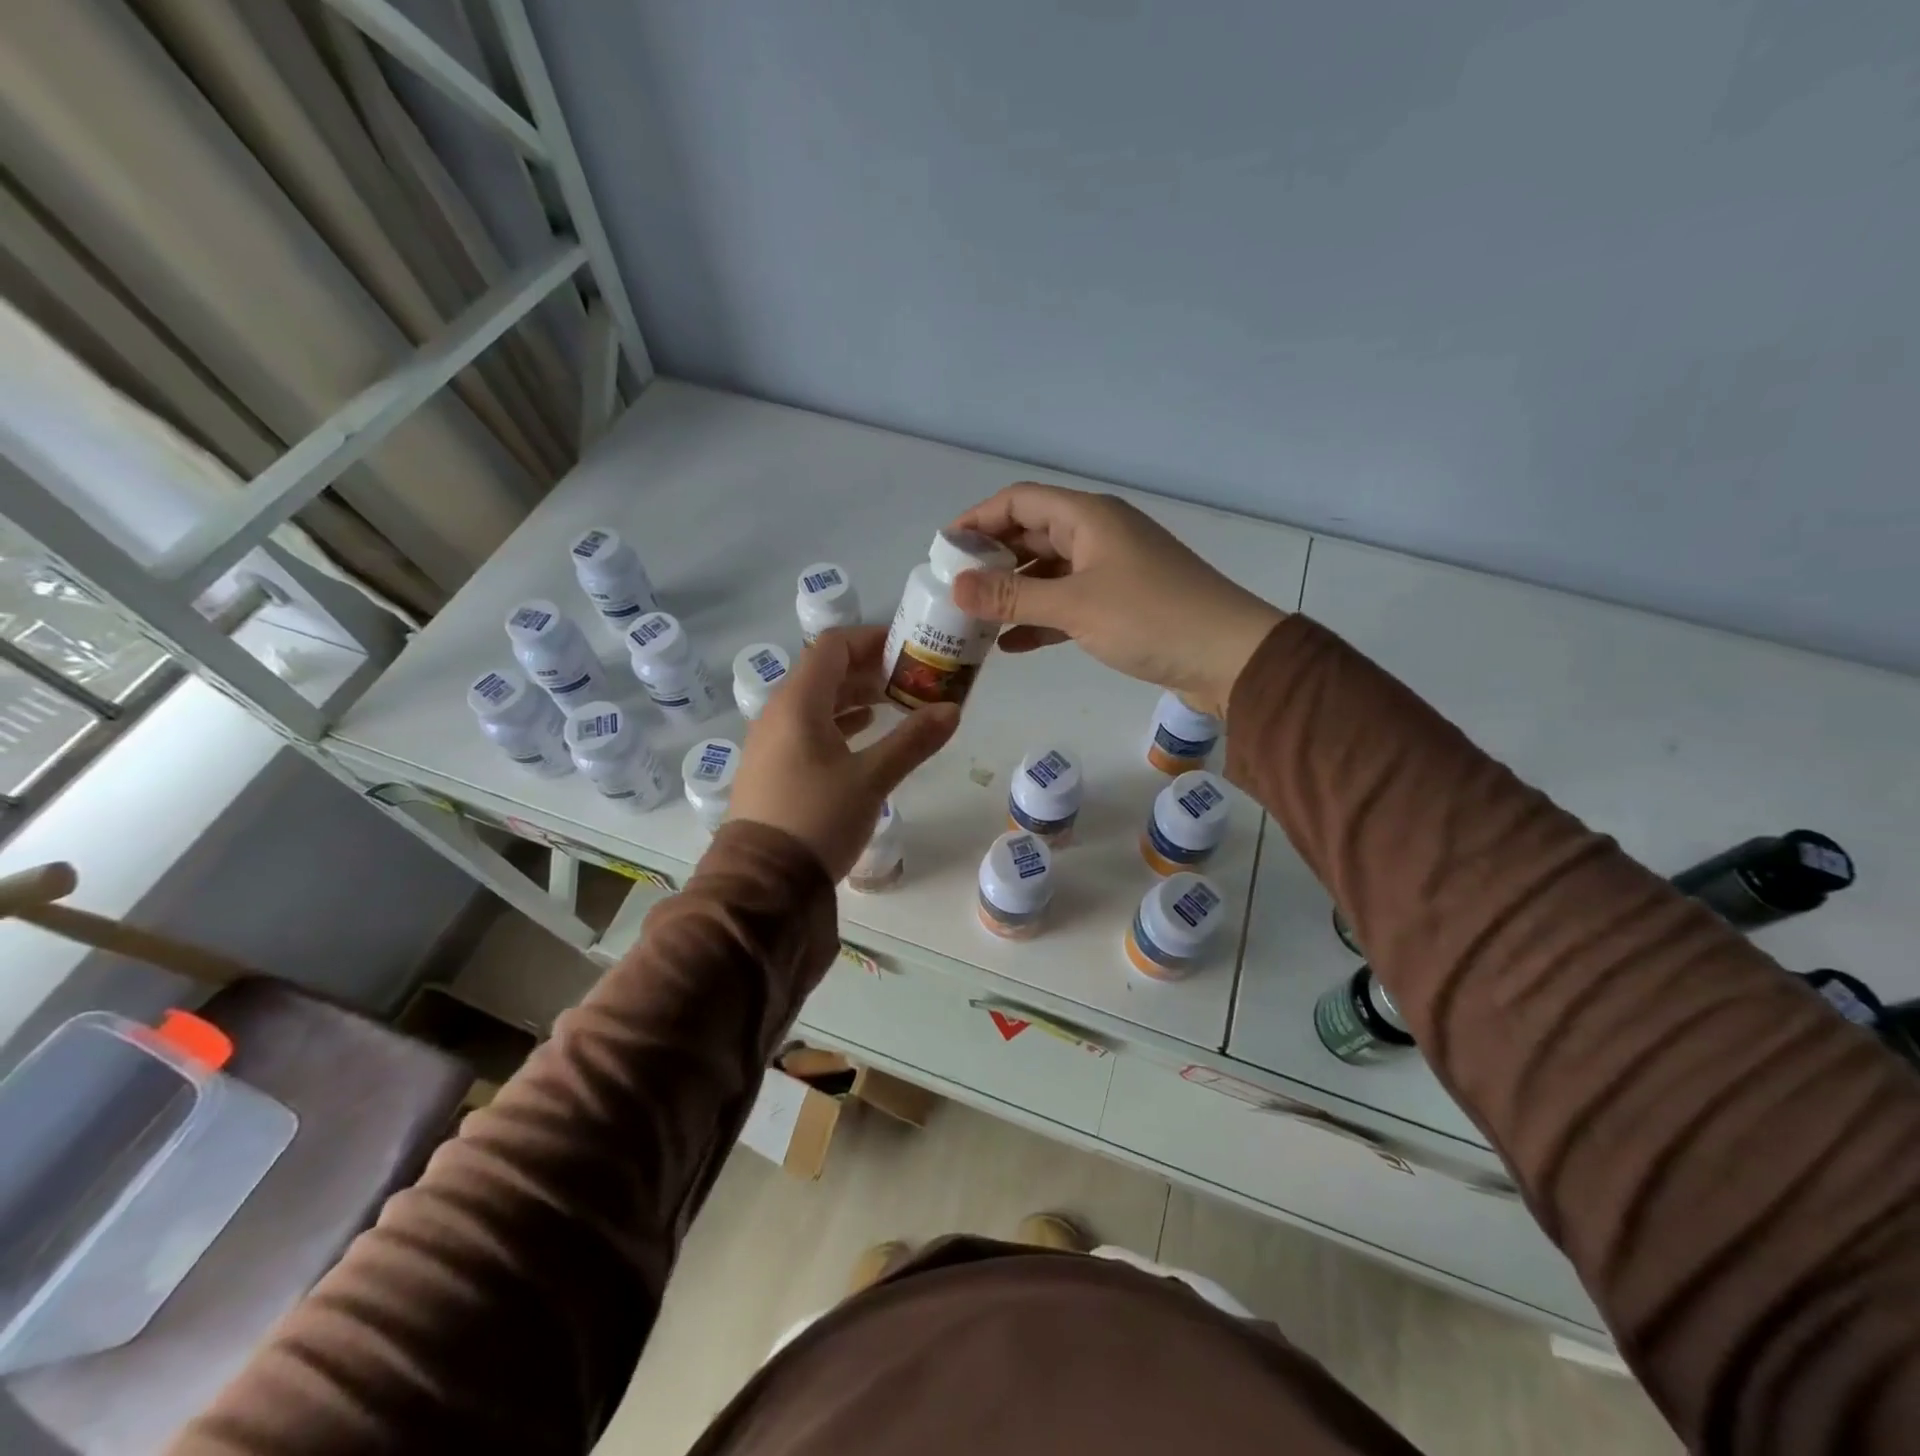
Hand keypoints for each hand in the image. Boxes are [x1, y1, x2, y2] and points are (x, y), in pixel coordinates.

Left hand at [729, 626, 959, 879]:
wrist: (762, 883)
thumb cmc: (817, 819)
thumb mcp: (871, 779)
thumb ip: (913, 741)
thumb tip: (952, 709)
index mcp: (798, 703)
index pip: (833, 646)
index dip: (871, 639)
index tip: (907, 648)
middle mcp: (778, 713)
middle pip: (824, 672)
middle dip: (869, 669)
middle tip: (911, 677)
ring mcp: (771, 741)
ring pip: (816, 701)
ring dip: (855, 696)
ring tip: (895, 702)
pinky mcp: (772, 767)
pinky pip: (807, 728)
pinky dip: (839, 722)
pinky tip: (864, 733)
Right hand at [949, 483, 1284, 717]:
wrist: (1229, 657)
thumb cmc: (1151, 618)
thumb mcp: (1075, 606)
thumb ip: (1012, 596)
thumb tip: (955, 586)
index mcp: (1088, 517)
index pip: (1019, 501)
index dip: (978, 519)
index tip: (943, 549)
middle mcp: (1097, 535)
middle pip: (1031, 536)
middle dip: (992, 560)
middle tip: (954, 589)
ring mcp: (1111, 570)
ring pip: (1048, 573)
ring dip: (1013, 593)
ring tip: (974, 619)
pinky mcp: (1120, 605)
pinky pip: (1068, 603)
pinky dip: (1040, 619)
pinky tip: (1011, 645)